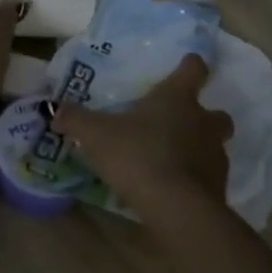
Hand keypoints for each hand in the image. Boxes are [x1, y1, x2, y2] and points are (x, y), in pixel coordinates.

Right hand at [53, 55, 234, 214]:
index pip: (193, 69)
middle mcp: (203, 122)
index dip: (191, 65)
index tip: (188, 64)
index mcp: (177, 99)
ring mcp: (215, 156)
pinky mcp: (219, 188)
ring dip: (199, 148)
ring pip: (215, 145)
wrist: (177, 208)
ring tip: (173, 160)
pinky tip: (174, 189)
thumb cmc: (138, 156)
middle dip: (205, 115)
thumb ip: (75, 120)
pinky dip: (196, 179)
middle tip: (182, 123)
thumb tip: (53, 108)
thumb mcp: (96, 135)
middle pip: (217, 112)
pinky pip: (209, 177)